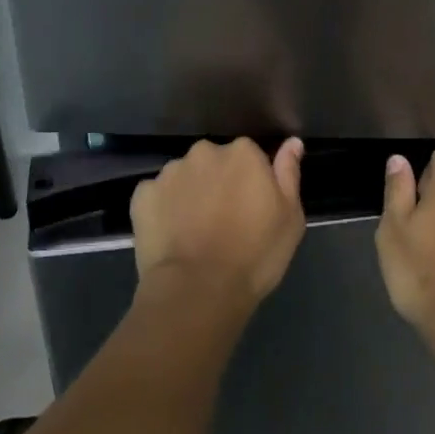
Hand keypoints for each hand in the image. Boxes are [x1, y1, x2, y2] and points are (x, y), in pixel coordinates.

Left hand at [131, 137, 305, 310]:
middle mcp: (205, 152)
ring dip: (189, 194)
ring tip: (193, 233)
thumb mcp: (289, 218)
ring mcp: (170, 172)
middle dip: (217, 183)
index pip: (249, 156)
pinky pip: (156, 196)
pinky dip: (162, 210)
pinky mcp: (142, 195)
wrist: (198, 291)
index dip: (249, 183)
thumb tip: (292, 142)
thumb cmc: (254, 256)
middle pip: (214, 162)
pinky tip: (170, 236)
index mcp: (242, 153)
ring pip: (184, 177)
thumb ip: (288, 174)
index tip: (249, 209)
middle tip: (222, 221)